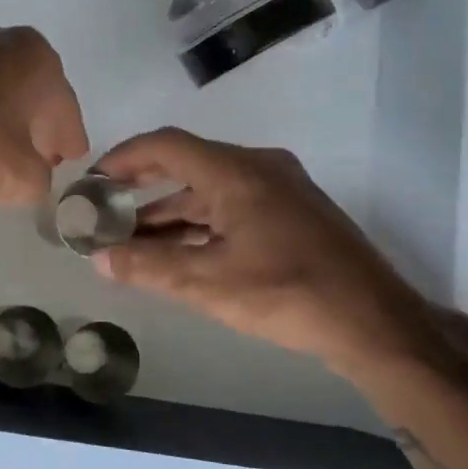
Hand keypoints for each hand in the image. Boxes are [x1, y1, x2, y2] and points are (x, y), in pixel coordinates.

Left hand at [0, 23, 89, 204]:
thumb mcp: (16, 178)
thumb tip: (35, 176)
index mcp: (38, 60)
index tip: (63, 166)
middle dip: (35, 129)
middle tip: (31, 163)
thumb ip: (41, 181)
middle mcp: (3, 37)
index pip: (67, 115)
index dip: (67, 147)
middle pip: (33, 95)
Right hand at [92, 128, 439, 376]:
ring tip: (131, 239)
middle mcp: (258, 167)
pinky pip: (232, 205)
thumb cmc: (287, 294)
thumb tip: (99, 259)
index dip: (123, 158)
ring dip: (170, 211)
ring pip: (210, 189)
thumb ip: (149, 267)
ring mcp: (279, 188)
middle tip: (104, 207)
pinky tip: (178, 251)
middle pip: (186, 164)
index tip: (92, 179)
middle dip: (141, 187)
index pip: (166, 145)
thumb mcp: (208, 283)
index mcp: (237, 172)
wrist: (375, 322)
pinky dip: (200, 223)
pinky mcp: (292, 212)